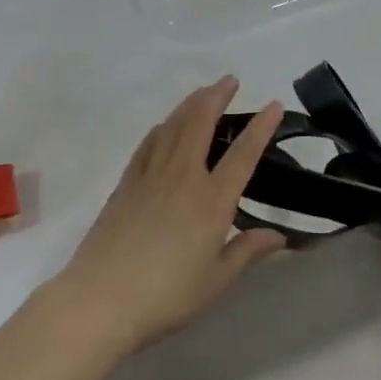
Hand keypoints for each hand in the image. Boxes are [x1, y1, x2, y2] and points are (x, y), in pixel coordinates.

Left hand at [58, 77, 286, 355]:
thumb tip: (280, 235)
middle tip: (230, 80)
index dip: (261, 127)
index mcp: (211, 201)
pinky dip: (162, 127)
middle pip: (202, 123)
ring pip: (174, 126)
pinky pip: (148, 143)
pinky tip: (165, 125)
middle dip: (217, 96)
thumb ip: (247, 251)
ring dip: (191, 104)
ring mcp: (151, 175)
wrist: (100, 299)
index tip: (273, 104)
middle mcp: (183, 177)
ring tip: (203, 92)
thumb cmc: (165, 295)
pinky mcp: (126, 183)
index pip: (243, 154)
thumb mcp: (216, 281)